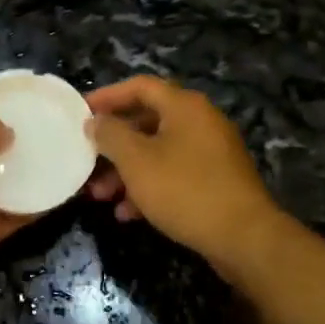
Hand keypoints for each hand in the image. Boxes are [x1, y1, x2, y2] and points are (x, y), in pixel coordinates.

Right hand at [85, 76, 284, 268]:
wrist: (244, 237)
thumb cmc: (185, 189)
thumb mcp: (137, 161)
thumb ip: (111, 135)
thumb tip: (96, 121)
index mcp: (184, 106)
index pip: (139, 86)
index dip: (107, 96)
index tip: (80, 113)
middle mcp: (200, 121)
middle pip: (147, 122)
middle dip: (113, 145)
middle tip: (87, 162)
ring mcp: (211, 152)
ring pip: (158, 152)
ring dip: (127, 171)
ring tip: (101, 196)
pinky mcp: (216, 181)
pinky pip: (174, 174)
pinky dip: (150, 187)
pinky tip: (129, 214)